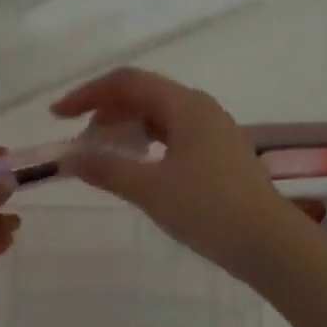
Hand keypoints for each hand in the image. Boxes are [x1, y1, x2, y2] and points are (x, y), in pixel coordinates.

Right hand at [52, 68, 314, 278]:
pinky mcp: (220, 156)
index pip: (127, 82)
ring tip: (104, 158)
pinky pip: (174, 137)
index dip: (88, 94)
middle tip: (81, 146)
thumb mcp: (149, 189)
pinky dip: (147, 146)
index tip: (57, 116)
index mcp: (185, 105)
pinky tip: (138, 169)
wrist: (269, 243)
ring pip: (159, 118)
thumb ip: (105, 168)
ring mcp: (214, 132)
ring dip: (126, 131)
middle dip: (106, 114)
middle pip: (144, 96)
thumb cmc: (208, 209)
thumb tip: (68, 157)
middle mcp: (201, 109)